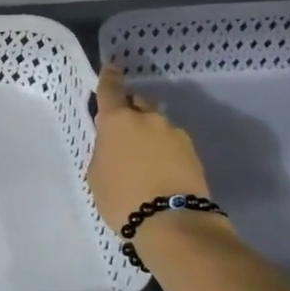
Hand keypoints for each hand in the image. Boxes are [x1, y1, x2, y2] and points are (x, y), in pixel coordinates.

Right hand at [87, 67, 213, 236]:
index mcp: (118, 121)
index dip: (109, 77)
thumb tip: (115, 145)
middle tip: (123, 133)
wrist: (172, 222)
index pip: (110, 89)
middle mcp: (148, 119)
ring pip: (157, 126)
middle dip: (130, 112)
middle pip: (138, 104)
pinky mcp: (193, 152)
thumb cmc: (122, 198)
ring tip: (143, 161)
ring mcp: (175, 134)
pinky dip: (164, 152)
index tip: (110, 68)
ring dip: (149, 135)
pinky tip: (159, 172)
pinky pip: (172, 144)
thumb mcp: (97, 175)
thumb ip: (104, 151)